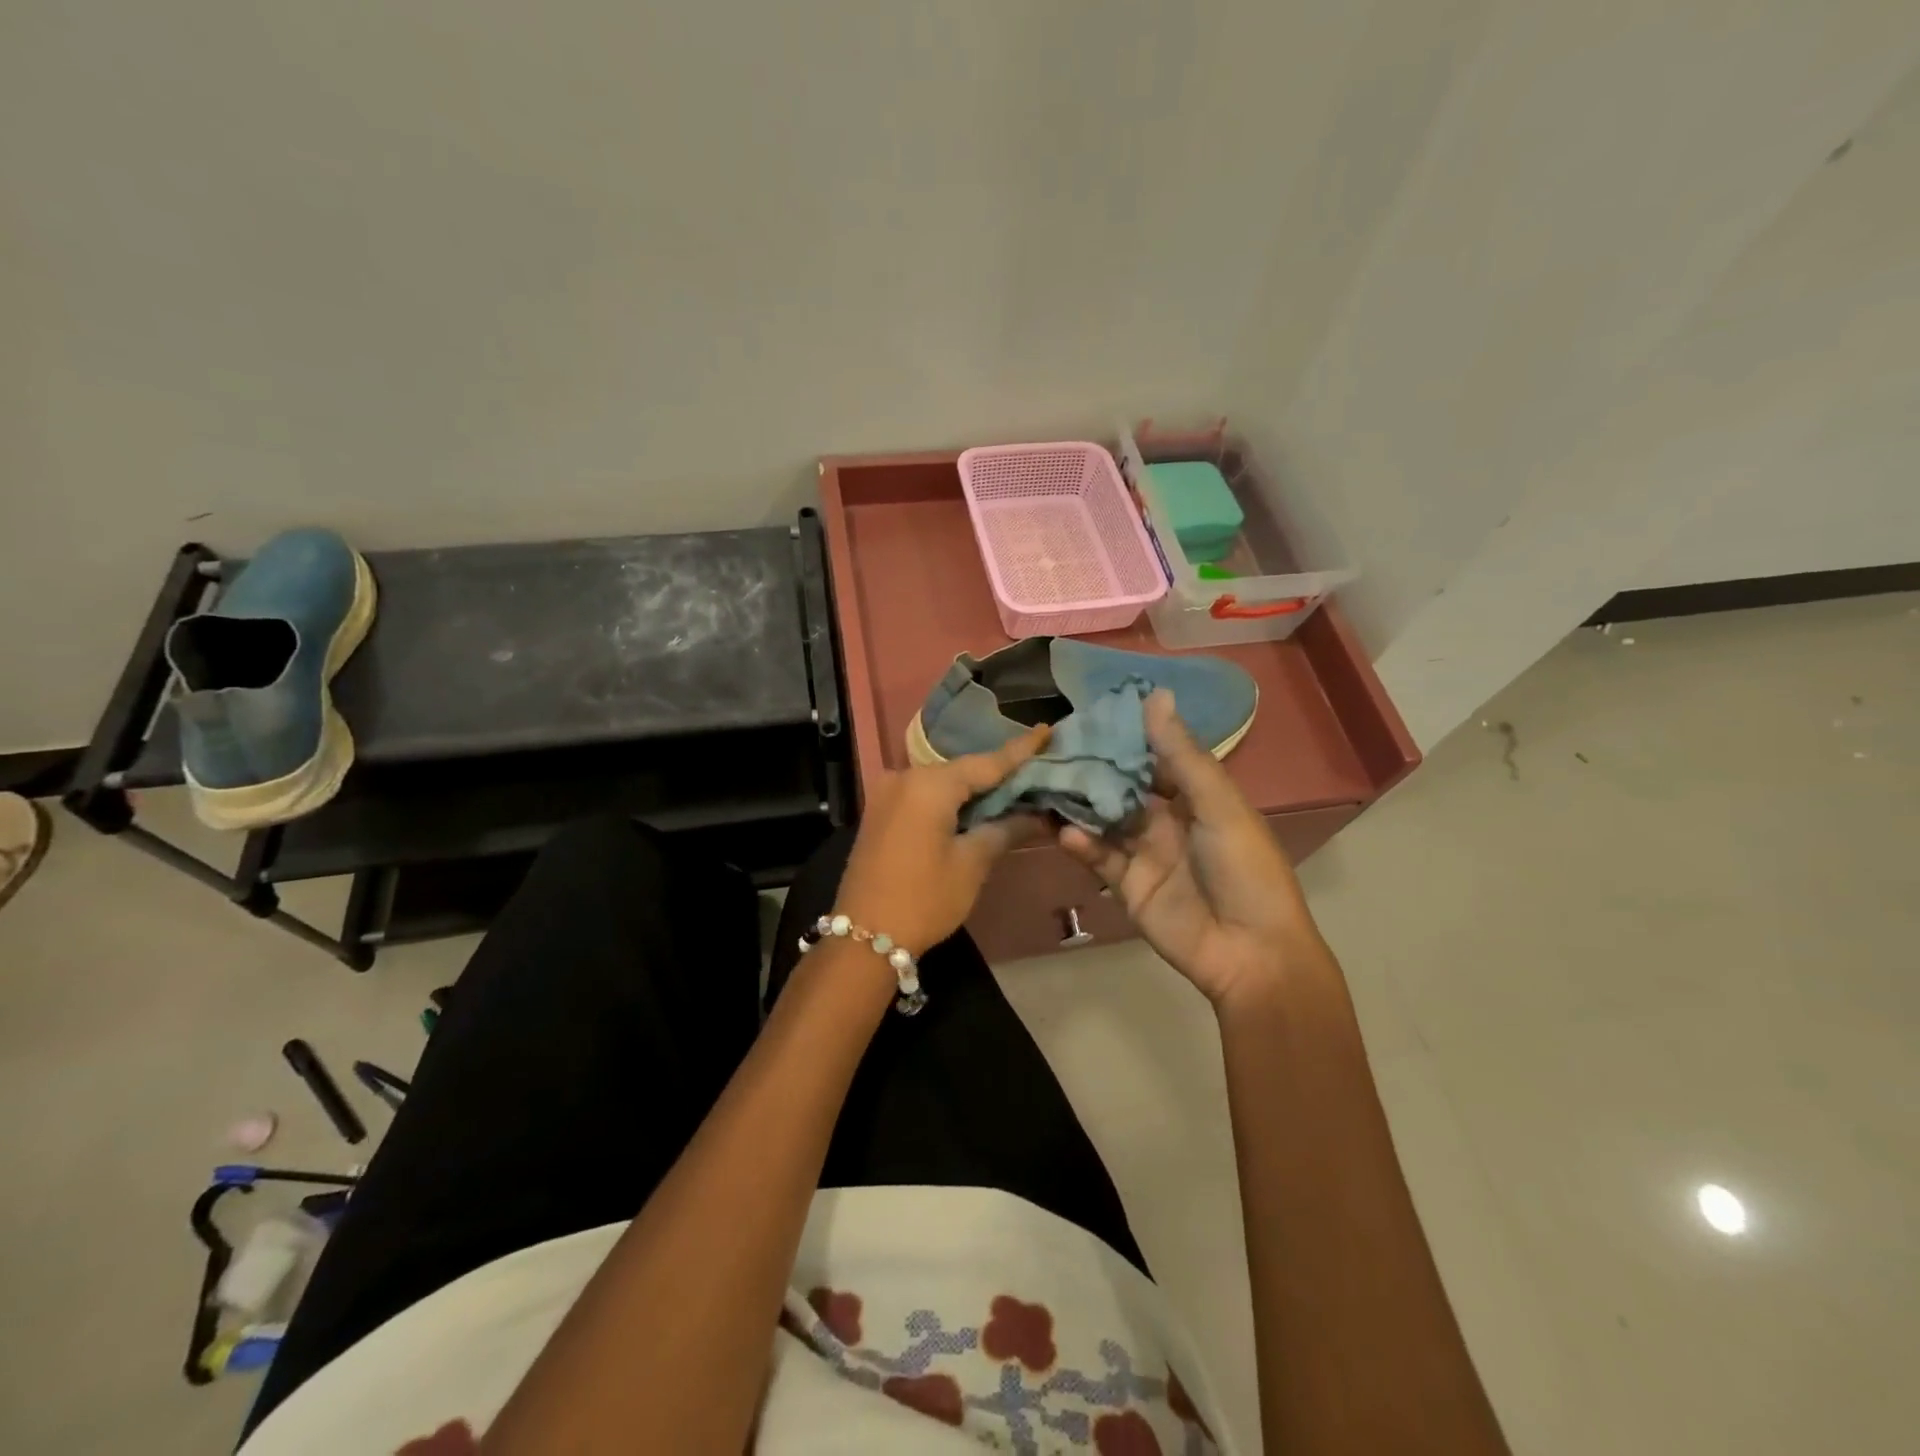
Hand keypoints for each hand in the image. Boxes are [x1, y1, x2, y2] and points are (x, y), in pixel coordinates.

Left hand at [835, 726, 1050, 955]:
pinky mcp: (880, 811)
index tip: (1046, 729)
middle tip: (1037, 767)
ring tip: (1014, 786)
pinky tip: (976, 805)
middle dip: (998, 771)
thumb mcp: (972, 864)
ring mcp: (887, 793)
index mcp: (929, 784)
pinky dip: (951, 798)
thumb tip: (1038, 815)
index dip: (1020, 749)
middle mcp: (905, 777)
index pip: (986, 762)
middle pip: (962, 769)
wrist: (864, 937)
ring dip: (974, 787)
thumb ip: (1005, 829)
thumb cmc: (924, 899)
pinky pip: (924, 794)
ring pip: (942, 781)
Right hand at [1059, 690, 1319, 1007]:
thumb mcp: (1218, 805)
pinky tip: (1064, 831)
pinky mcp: (1127, 884)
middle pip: (1122, 786)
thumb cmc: (1245, 869)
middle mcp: (1167, 818)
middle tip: (1051, 746)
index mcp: (1196, 796)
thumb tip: (1156, 694)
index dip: (1124, 736)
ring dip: (1078, 803)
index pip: (1153, 755)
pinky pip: (1099, 856)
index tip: (1088, 712)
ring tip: (1044, 782)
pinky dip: (1081, 843)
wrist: (1250, 952)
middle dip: (1092, 768)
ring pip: (1103, 819)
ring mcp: (1144, 852)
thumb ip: (1182, 755)